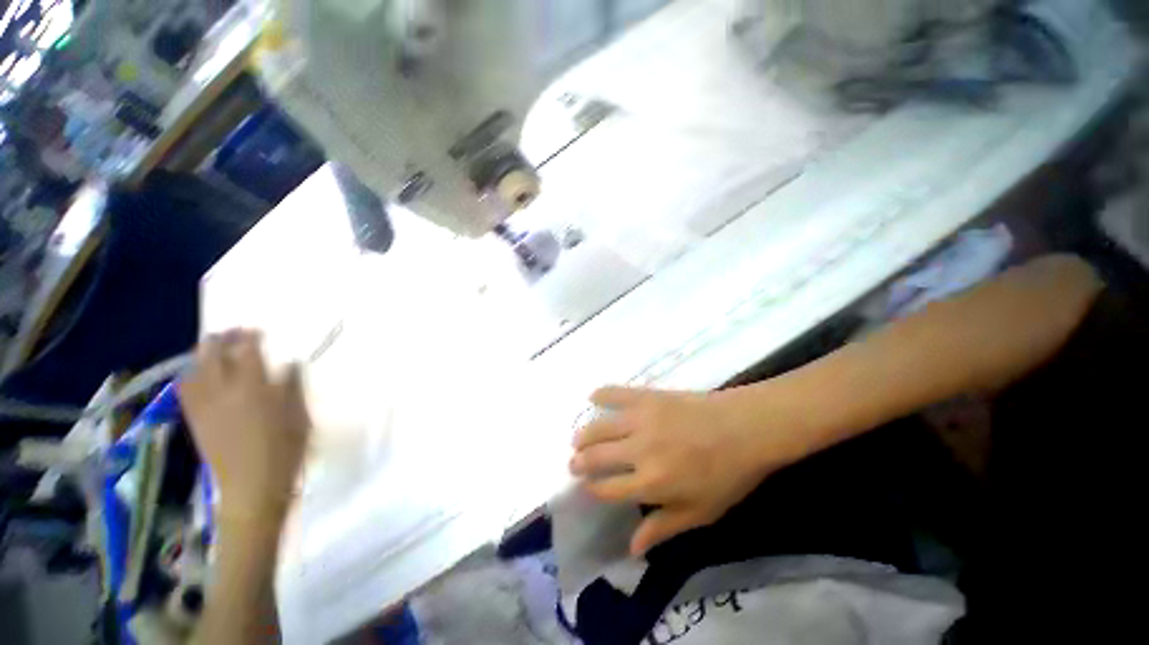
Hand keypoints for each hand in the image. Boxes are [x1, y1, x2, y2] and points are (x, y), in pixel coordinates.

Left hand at [180, 330, 310, 523]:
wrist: (252, 488)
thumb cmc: (285, 451)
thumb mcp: (299, 417)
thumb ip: (292, 387)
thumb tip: (289, 364)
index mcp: (253, 390)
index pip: (247, 353)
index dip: (251, 338)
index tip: (258, 331)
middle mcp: (223, 392)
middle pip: (214, 356)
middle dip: (222, 340)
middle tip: (234, 333)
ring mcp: (204, 407)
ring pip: (195, 370)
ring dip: (204, 355)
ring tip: (215, 348)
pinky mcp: (195, 420)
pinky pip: (185, 390)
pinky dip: (190, 376)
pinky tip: (198, 374)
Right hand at [571, 385, 807, 555]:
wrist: (745, 427)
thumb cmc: (728, 474)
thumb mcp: (700, 512)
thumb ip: (663, 527)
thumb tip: (632, 548)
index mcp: (651, 483)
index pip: (608, 488)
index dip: (593, 488)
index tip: (586, 486)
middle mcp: (639, 451)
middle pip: (597, 457)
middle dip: (580, 461)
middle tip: (573, 462)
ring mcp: (641, 420)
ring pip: (600, 428)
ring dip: (584, 435)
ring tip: (577, 439)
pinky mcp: (648, 397)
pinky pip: (617, 394)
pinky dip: (602, 394)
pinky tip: (591, 397)